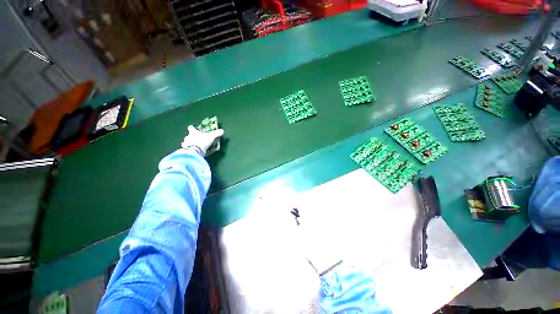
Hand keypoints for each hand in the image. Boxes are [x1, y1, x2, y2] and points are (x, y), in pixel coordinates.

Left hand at [181, 125, 223, 155]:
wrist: (195, 151)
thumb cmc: (202, 141)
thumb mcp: (211, 137)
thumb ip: (216, 133)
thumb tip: (222, 130)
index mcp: (193, 132)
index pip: (191, 128)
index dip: (192, 128)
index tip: (192, 127)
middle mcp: (188, 137)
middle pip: (188, 135)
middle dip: (191, 137)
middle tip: (196, 139)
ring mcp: (185, 143)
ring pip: (186, 142)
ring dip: (189, 143)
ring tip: (193, 146)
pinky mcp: (184, 150)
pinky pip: (186, 148)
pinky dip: (188, 149)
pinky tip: (191, 151)